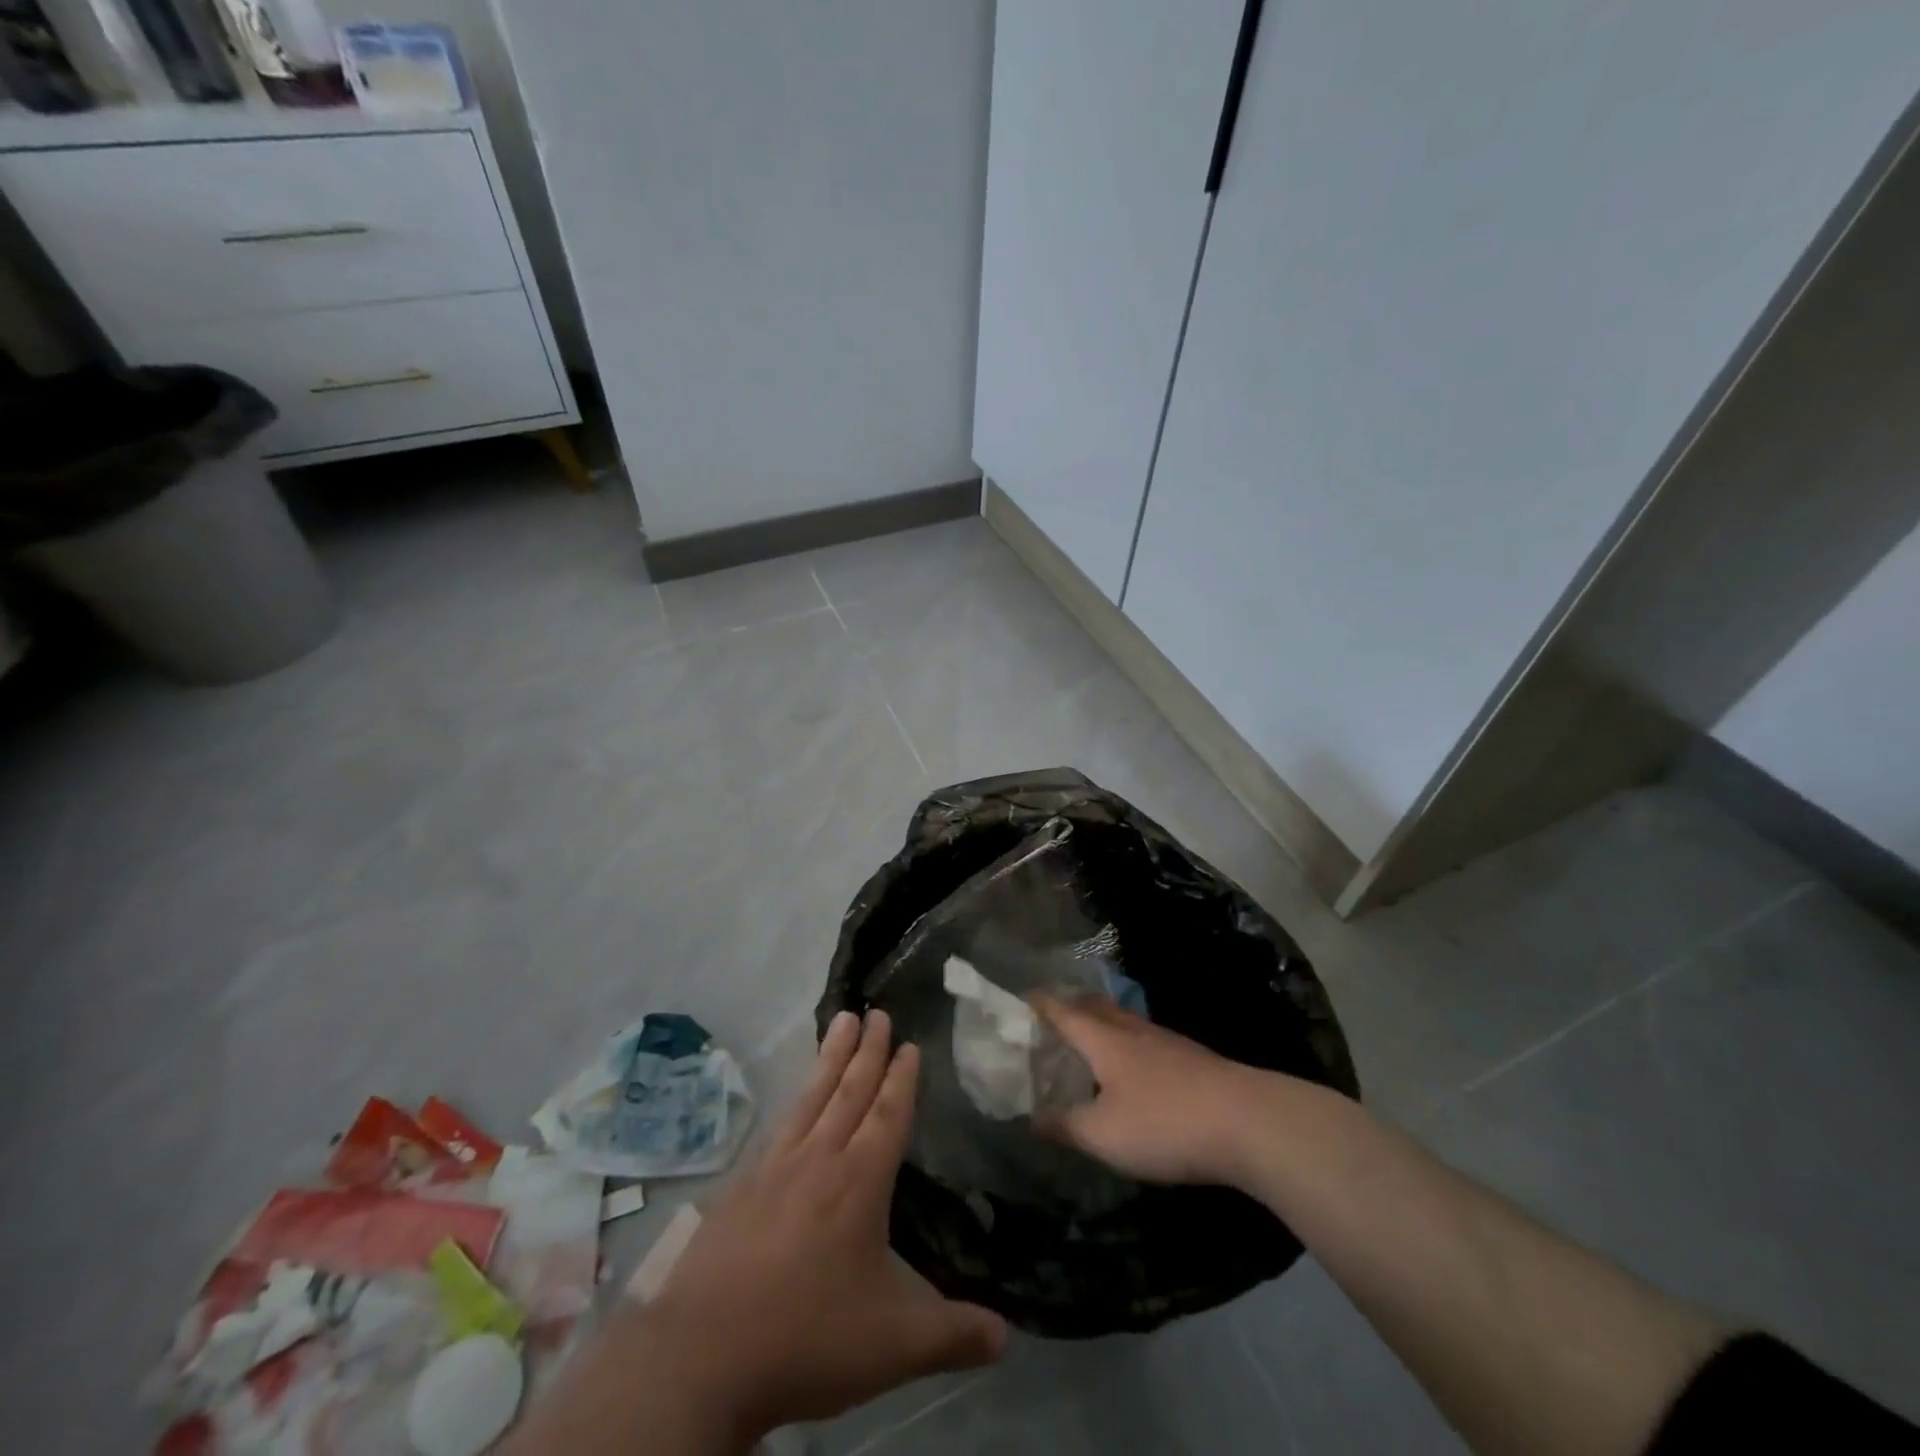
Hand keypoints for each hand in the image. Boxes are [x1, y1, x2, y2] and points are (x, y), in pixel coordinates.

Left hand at [646, 1009, 1008, 1441]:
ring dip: (831, 1057)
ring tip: (842, 1021)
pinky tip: (795, 1097)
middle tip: (877, 1012)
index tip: (908, 1043)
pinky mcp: (742, 1184)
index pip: (888, 1114)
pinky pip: (780, 1123)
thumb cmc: (808, 1337)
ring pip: (812, 1096)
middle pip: (850, 1091)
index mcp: (859, 1181)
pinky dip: (795, 1097)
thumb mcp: (894, 1345)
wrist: (703, 1356)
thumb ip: (953, 1336)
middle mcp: (819, 1159)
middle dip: (868, 1050)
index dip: (901, 1077)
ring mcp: (775, 1167)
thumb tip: (1008, 1336)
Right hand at [1031, 993, 1264, 1185]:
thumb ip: (1066, 1125)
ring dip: (1100, 1023)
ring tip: (1088, 1038)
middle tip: (1051, 1015)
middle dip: (1070, 1006)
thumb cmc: (1164, 1123)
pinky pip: (1145, 1040)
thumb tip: (1033, 1117)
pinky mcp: (1192, 1059)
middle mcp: (1132, 1030)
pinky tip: (1133, 1067)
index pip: (1063, 1011)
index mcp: (1104, 1039)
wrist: (1248, 1122)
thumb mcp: (1104, 1135)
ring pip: (1123, 1021)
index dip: (1040, 1004)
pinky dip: (1126, 1043)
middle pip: (1095, 1007)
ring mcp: (1166, 1042)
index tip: (1021, 998)